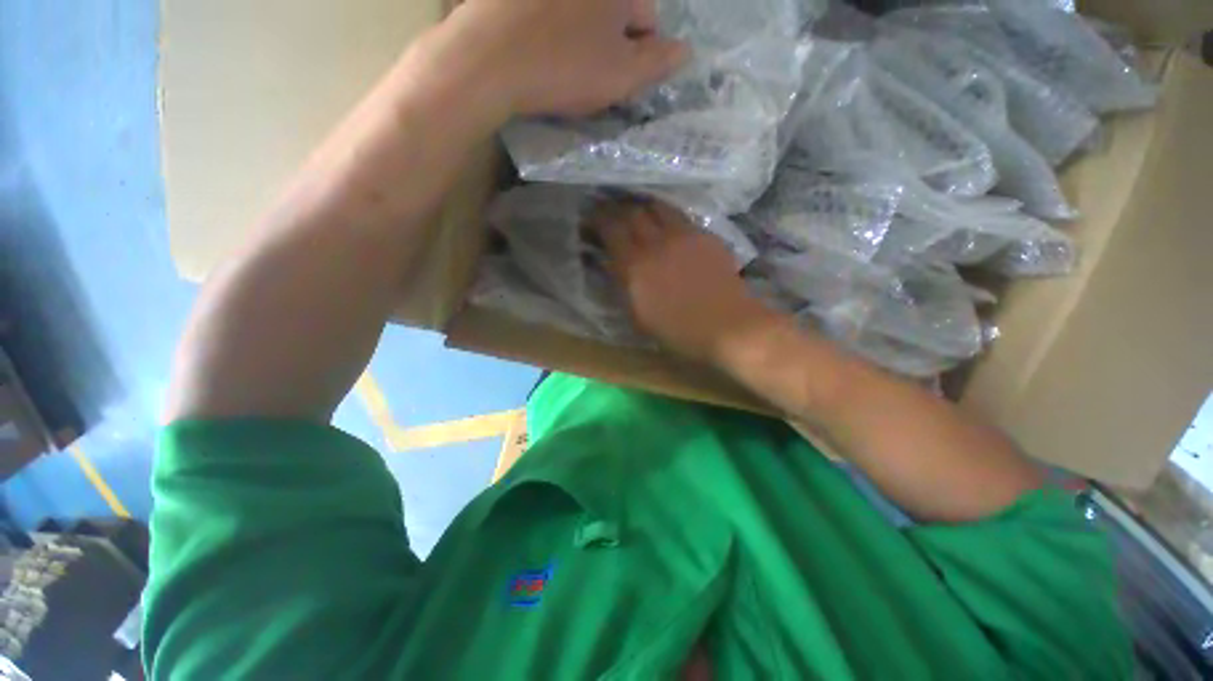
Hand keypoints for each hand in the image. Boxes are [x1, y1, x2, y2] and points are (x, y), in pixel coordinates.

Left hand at [449, 0, 687, 115]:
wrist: (489, 59)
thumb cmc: (564, 69)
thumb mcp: (622, 76)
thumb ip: (658, 62)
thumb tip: (684, 51)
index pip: (647, 15)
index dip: (640, 50)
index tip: (620, 76)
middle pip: (615, 9)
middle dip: (612, 39)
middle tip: (593, 72)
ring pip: (582, 10)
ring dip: (584, 32)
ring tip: (567, 62)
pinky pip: (551, 11)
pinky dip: (554, 26)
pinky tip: (542, 48)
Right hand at [591, 200, 778, 362]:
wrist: (727, 325)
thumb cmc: (678, 330)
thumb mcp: (639, 315)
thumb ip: (624, 285)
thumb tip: (613, 263)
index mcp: (635, 266)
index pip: (610, 229)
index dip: (598, 219)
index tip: (592, 217)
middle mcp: (656, 243)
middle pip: (632, 212)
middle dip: (618, 208)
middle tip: (612, 211)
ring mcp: (683, 235)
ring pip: (658, 207)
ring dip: (643, 207)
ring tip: (639, 211)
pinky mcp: (704, 235)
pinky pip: (680, 216)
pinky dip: (667, 216)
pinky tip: (667, 224)